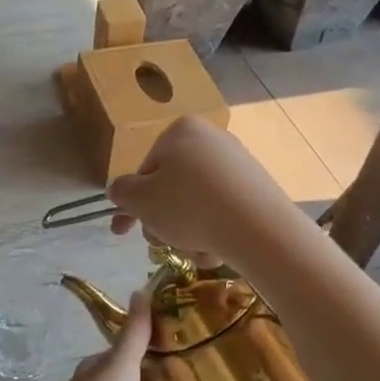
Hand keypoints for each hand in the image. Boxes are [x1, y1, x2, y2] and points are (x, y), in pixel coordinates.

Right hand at [106, 116, 290, 267]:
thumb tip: (121, 191)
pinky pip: (223, 210)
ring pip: (197, 203)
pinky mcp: (258, 188)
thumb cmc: (188, 206)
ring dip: (187, 231)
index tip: (125, 231)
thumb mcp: (140, 200)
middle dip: (163, 220)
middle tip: (162, 243)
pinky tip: (216, 250)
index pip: (145, 170)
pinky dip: (214, 230)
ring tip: (194, 250)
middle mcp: (211, 138)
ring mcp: (238, 163)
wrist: (258, 228)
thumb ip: (122, 192)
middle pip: (172, 187)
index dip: (133, 204)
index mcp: (180, 130)